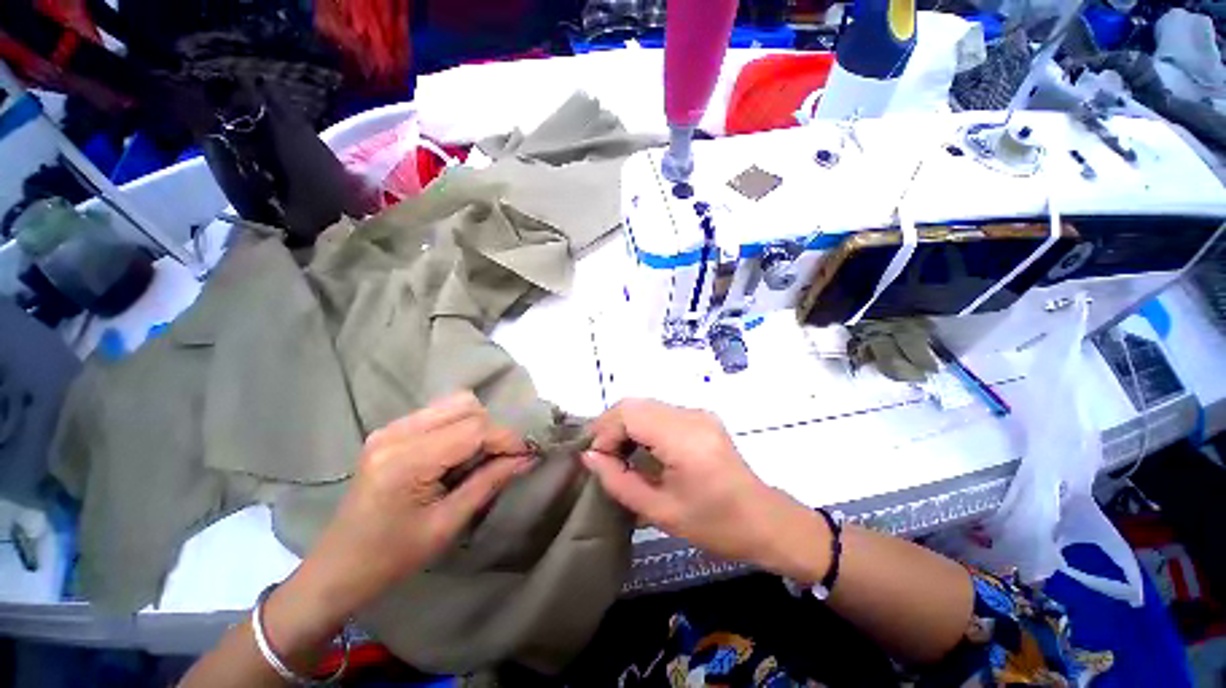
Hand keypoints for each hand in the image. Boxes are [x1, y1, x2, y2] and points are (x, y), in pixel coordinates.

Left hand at [264, 393, 533, 660]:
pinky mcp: (389, 431)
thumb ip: (490, 482)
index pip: (474, 428)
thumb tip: (527, 458)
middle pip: (465, 406)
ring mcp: (389, 428)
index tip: (526, 455)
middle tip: (501, 458)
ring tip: (480, 456)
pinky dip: (459, 426)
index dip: (507, 438)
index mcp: (407, 460)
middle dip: (492, 429)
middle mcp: (396, 433)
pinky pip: (438, 413)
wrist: (337, 569)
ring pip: (454, 403)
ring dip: (476, 425)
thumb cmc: (392, 557)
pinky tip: (457, 453)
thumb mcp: (448, 524)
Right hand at [581, 399, 830, 581]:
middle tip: (601, 455)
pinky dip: (641, 425)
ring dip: (625, 424)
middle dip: (611, 426)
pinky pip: (659, 412)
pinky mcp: (700, 417)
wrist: (764, 520)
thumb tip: (590, 457)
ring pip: (645, 405)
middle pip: (635, 403)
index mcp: (685, 438)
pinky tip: (638, 449)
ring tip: (616, 454)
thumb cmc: (715, 525)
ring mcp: (698, 413)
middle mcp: (691, 415)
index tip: (596, 459)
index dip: (605, 431)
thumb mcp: (660, 511)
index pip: (630, 414)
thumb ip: (619, 481)